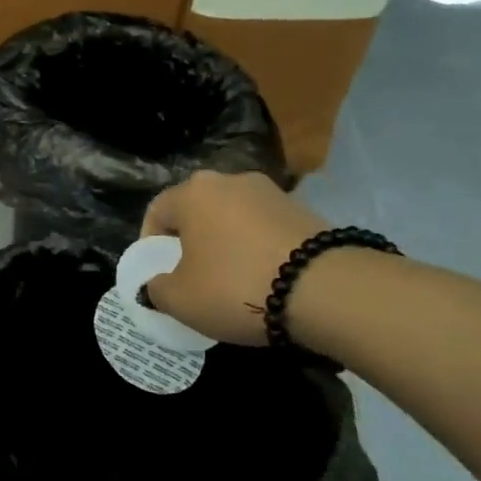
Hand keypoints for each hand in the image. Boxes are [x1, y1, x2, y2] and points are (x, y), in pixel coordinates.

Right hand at [139, 170, 330, 345]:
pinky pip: (267, 230)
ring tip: (235, 281)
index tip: (160, 274)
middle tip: (195, 277)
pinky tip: (268, 279)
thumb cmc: (236, 286)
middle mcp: (230, 180)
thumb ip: (156, 289)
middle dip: (192, 242)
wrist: (328, 290)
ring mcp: (272, 193)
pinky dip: (260, 250)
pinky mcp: (306, 210)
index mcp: (192, 192)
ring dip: (228, 244)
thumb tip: (156, 285)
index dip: (152, 245)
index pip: (157, 212)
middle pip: (197, 212)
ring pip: (234, 219)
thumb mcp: (180, 300)